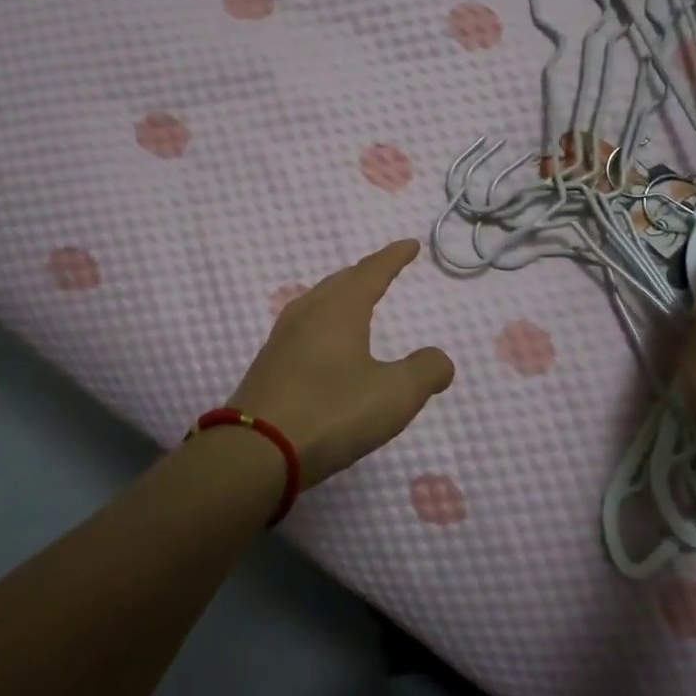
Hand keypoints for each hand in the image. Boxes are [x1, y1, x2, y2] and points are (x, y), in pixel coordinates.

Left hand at [228, 239, 455, 485]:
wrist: (256, 450)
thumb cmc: (332, 412)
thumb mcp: (394, 395)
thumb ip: (425, 371)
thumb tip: (440, 359)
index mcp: (339, 310)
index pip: (371, 272)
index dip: (393, 257)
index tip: (410, 245)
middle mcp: (307, 314)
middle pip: (339, 282)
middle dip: (364, 274)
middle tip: (383, 271)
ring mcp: (281, 339)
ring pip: (316, 303)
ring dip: (339, 297)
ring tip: (354, 303)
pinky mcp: (268, 366)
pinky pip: (302, 328)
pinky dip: (323, 323)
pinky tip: (322, 344)